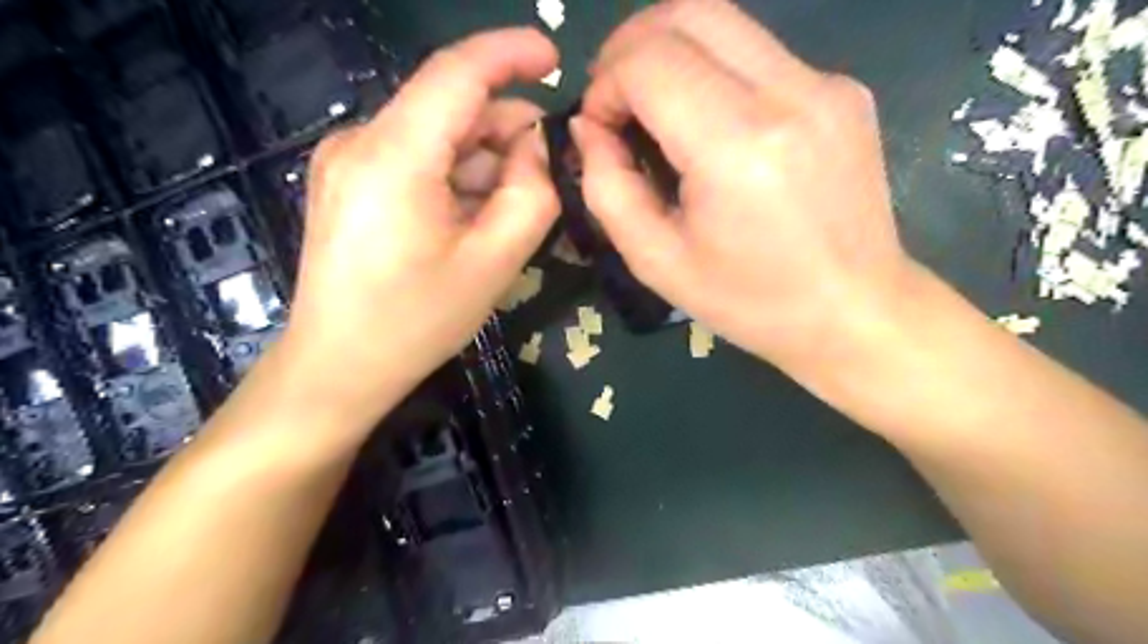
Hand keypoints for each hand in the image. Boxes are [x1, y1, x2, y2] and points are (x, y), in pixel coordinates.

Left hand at [281, 27, 561, 421]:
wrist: (338, 367)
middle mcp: (361, 142)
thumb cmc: (417, 321)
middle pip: (449, 108)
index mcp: (394, 155)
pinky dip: (456, 176)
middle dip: (506, 130)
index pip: (457, 72)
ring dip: (483, 160)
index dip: (510, 54)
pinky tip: (474, 216)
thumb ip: (532, 194)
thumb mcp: (494, 262)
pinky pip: (416, 159)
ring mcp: (348, 162)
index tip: (555, 59)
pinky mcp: (348, 183)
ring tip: (512, 209)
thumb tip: (539, 148)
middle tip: (549, 174)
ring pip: (435, 136)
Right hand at [579, 0, 920, 380]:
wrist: (854, 311)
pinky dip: (713, 71)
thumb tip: (589, 128)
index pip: (649, 61)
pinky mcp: (843, 89)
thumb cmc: (750, 302)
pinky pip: (758, 52)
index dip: (606, 83)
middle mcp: (790, 94)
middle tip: (616, 101)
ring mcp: (826, 84)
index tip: (600, 129)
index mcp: (737, 148)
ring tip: (653, 109)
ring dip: (670, 53)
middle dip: (631, 48)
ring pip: (725, 21)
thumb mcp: (656, 261)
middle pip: (688, 13)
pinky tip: (708, 125)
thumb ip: (607, 188)